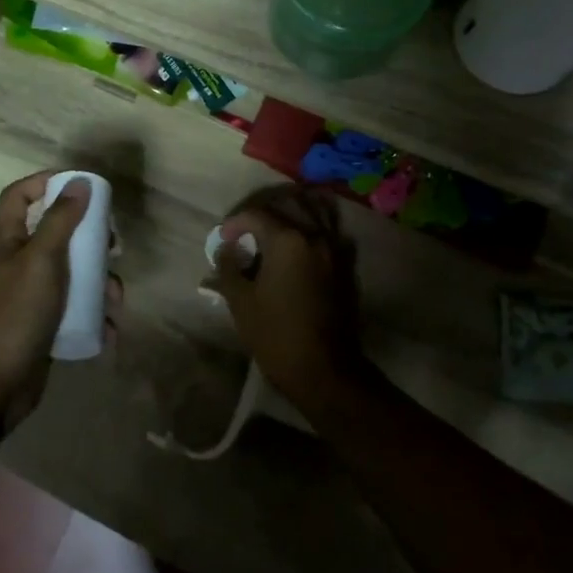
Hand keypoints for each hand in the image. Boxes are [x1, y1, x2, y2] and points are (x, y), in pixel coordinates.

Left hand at [0, 173, 107, 433]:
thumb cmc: (12, 314)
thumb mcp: (40, 260)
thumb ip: (60, 220)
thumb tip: (80, 181)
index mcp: (8, 241)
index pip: (19, 196)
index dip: (45, 182)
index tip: (81, 185)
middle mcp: (18, 264)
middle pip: (55, 235)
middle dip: (88, 238)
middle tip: (111, 243)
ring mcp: (30, 298)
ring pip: (72, 276)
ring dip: (98, 284)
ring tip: (115, 299)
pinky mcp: (43, 328)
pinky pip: (74, 312)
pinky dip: (94, 318)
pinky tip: (108, 330)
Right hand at [211, 186, 365, 407]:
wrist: (325, 371)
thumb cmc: (276, 335)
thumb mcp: (241, 301)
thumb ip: (229, 267)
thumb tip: (225, 250)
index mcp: (287, 240)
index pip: (256, 214)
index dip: (235, 223)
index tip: (223, 239)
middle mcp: (315, 235)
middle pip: (289, 201)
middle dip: (264, 208)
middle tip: (248, 226)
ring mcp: (336, 249)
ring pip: (317, 208)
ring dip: (295, 208)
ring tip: (277, 222)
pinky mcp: (348, 265)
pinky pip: (333, 229)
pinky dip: (317, 224)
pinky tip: (302, 241)